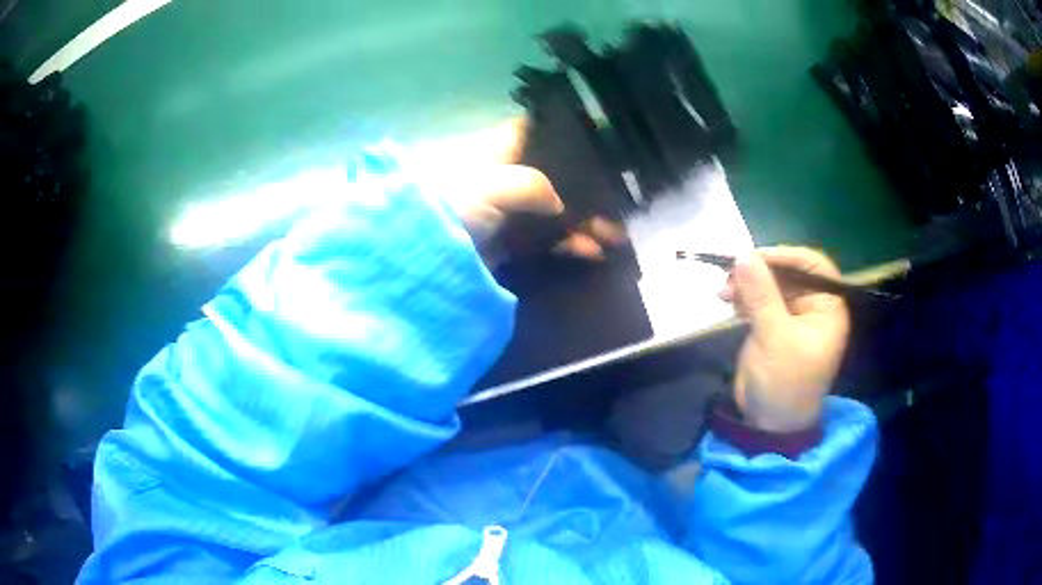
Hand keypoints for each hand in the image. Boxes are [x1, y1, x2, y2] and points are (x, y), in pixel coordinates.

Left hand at [416, 119, 624, 264]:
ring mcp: (507, 210)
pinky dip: (568, 244)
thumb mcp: (488, 183)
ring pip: (555, 210)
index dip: (563, 130)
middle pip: (554, 174)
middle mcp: (505, 175)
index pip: (533, 129)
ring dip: (585, 221)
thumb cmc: (447, 203)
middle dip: (586, 189)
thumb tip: (558, 204)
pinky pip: (546, 240)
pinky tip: (591, 251)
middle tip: (619, 203)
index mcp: (497, 150)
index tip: (598, 138)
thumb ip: (530, 184)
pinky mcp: (507, 242)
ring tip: (615, 237)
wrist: (413, 252)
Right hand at [719, 247, 850, 432]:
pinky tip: (728, 302)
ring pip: (770, 285)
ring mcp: (791, 316)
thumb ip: (761, 294)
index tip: (755, 256)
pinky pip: (758, 301)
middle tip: (730, 274)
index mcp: (827, 307)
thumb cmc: (785, 382)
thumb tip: (742, 255)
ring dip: (747, 284)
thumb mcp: (775, 336)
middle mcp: (813, 307)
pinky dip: (743, 298)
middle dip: (760, 272)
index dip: (786, 256)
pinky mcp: (772, 326)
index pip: (813, 265)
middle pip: (788, 273)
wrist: (770, 424)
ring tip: (724, 292)